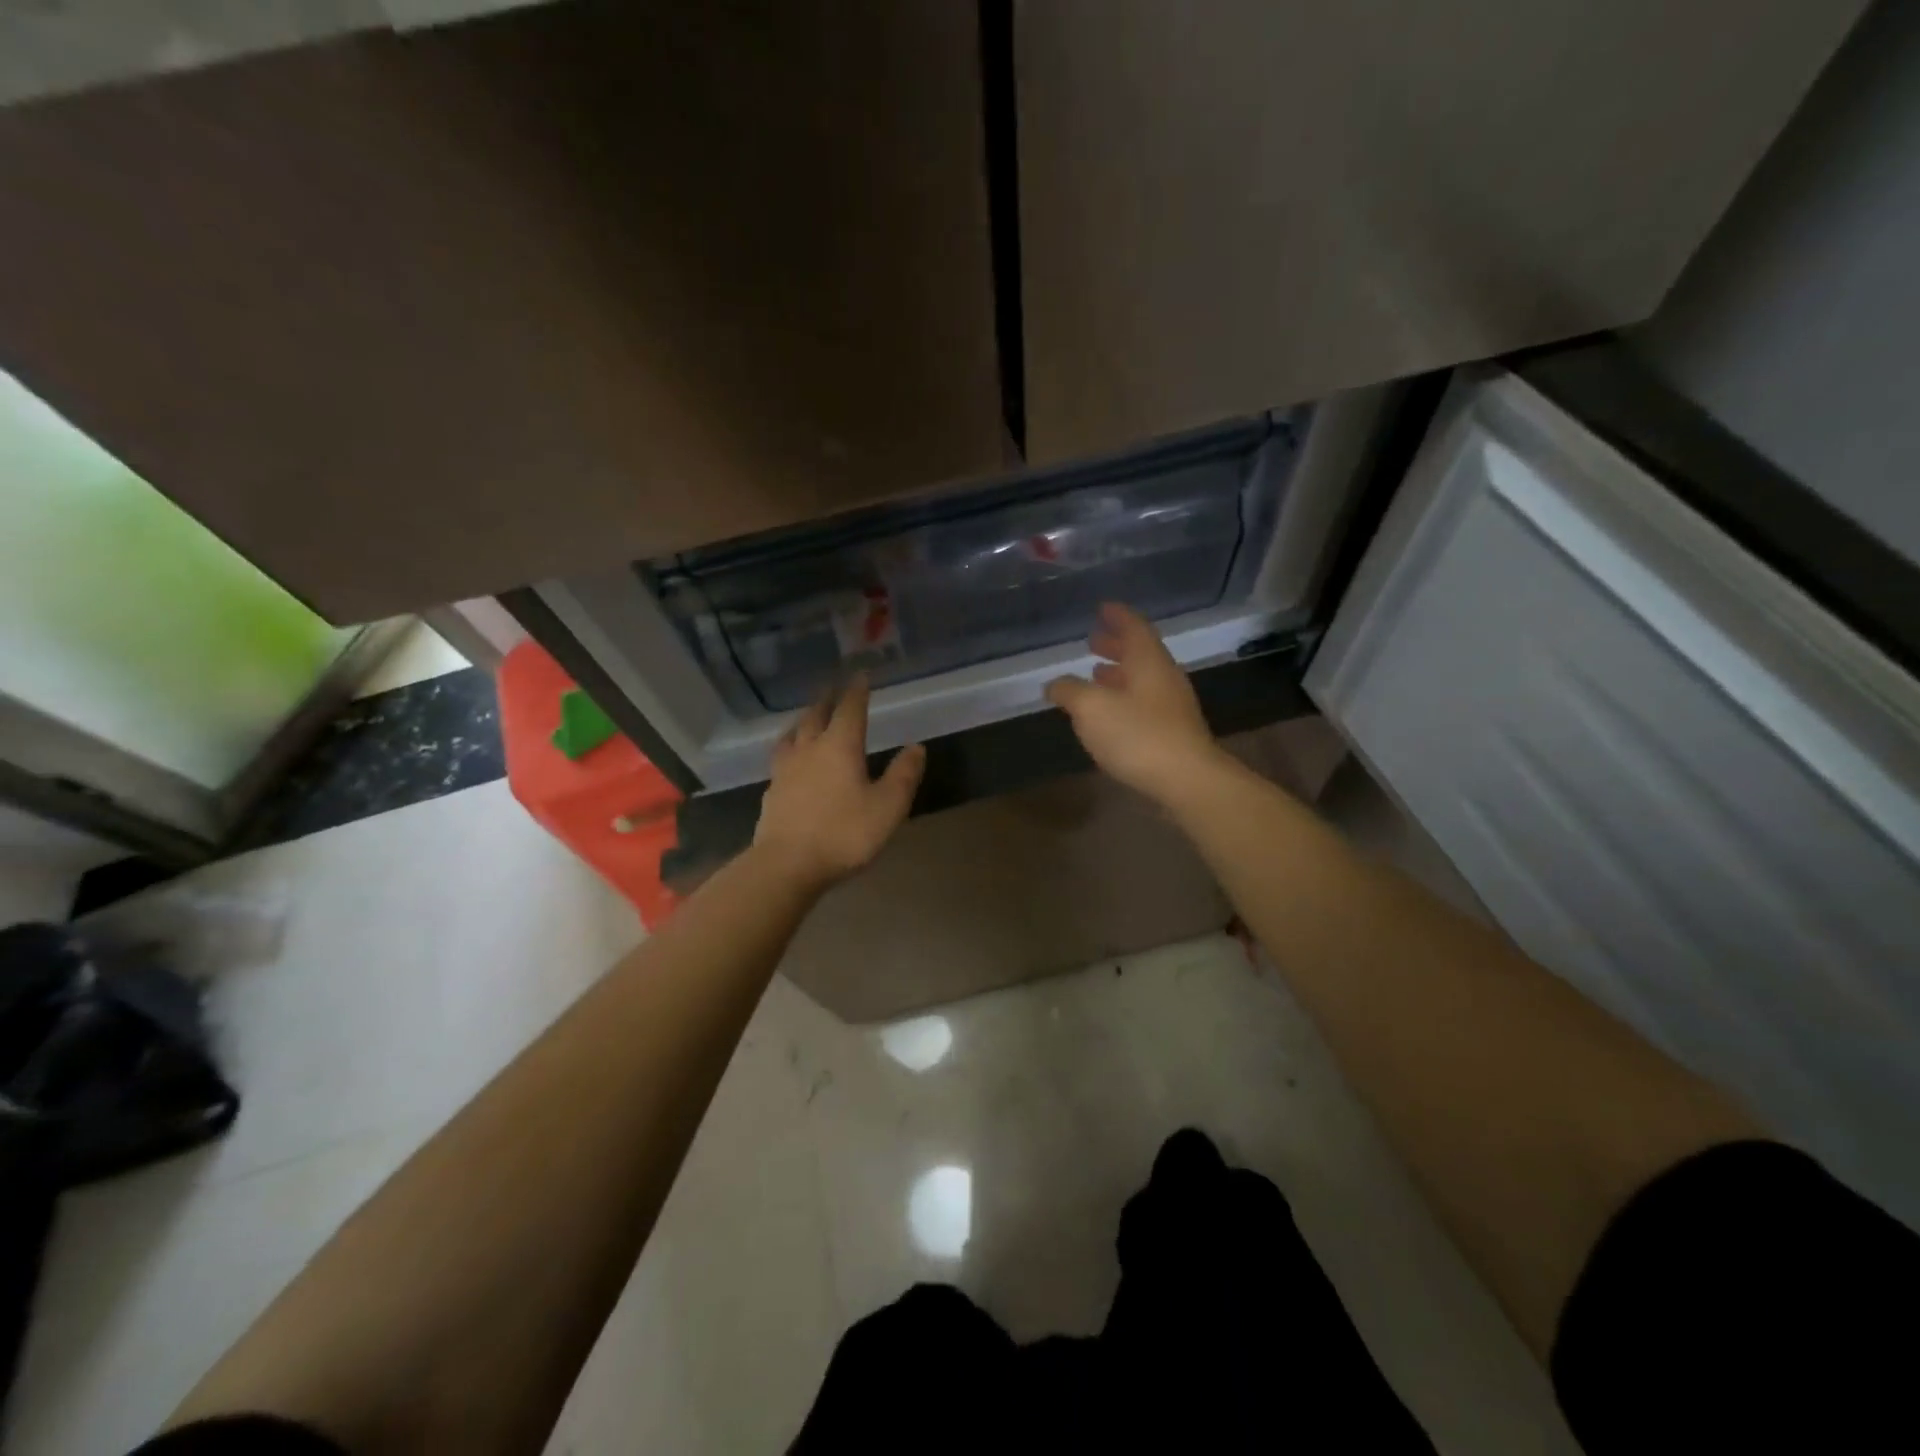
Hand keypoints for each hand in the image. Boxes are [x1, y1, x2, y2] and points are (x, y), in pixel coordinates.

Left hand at [752, 675, 925, 893]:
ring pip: (793, 734)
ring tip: (807, 717)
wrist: (786, 865)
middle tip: (832, 688)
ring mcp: (785, 770)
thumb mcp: (888, 807)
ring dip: (803, 721)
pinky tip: (790, 760)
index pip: (850, 709)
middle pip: (816, 716)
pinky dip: (790, 748)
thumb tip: (916, 747)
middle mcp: (810, 749)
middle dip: (827, 700)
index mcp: (840, 746)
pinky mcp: (771, 792)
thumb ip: (903, 775)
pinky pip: (781, 759)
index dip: (856, 690)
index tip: (860, 675)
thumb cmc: (844, 833)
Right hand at [1045, 603, 1223, 805]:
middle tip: (1093, 641)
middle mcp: (1164, 678)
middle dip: (1115, 645)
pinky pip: (1144, 704)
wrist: (1186, 780)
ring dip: (1119, 675)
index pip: (1134, 627)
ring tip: (1095, 675)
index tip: (1103, 607)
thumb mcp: (1091, 708)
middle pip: (1140, 653)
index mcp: (1148, 661)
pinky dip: (1124, 699)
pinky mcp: (1173, 733)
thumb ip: (1069, 691)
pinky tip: (1109, 714)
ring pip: (1142, 680)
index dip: (1117, 616)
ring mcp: (1172, 707)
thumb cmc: (1137, 735)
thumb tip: (1053, 684)